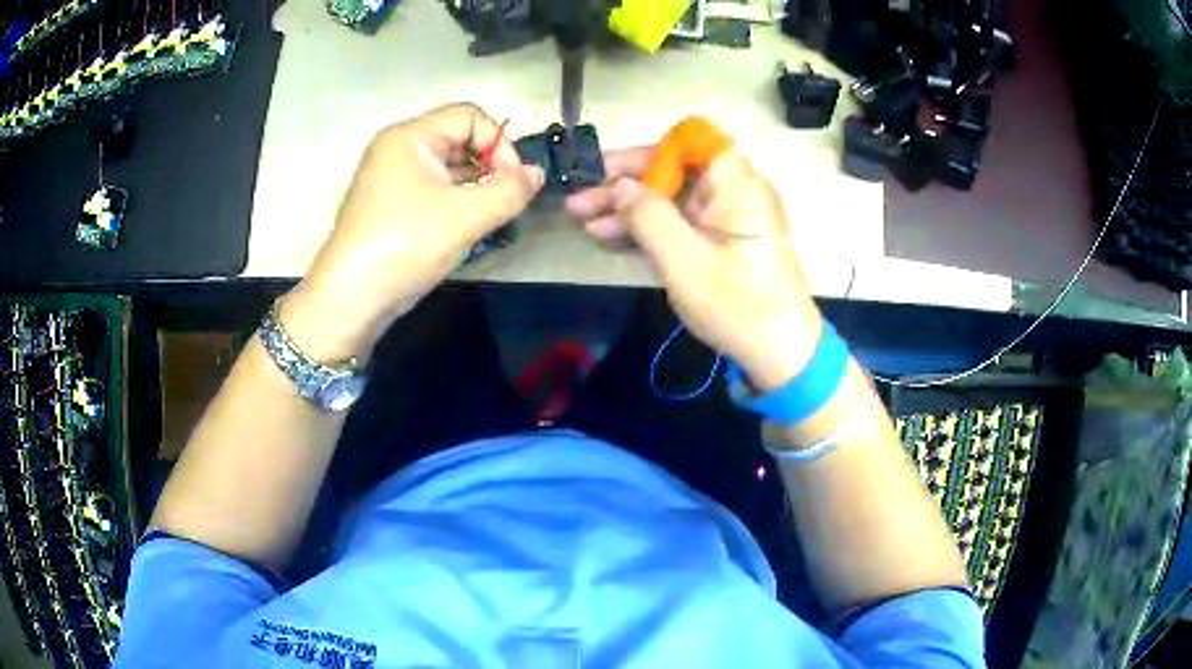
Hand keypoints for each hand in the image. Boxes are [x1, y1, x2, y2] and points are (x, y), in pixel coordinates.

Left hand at [283, 104, 543, 360]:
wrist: (350, 300)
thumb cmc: (404, 246)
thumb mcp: (464, 216)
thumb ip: (509, 191)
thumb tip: (537, 174)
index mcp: (410, 137)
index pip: (469, 116)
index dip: (499, 143)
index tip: (514, 182)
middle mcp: (399, 150)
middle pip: (460, 140)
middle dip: (490, 167)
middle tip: (506, 203)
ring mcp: (393, 179)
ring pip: (449, 168)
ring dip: (477, 189)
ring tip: (492, 219)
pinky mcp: (392, 206)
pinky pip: (435, 191)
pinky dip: (457, 204)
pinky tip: (470, 229)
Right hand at [565, 148, 823, 391]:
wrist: (783, 354)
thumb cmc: (737, 304)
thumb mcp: (683, 260)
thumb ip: (647, 216)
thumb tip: (619, 186)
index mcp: (734, 181)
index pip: (688, 140)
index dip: (647, 153)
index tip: (609, 174)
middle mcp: (734, 189)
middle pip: (674, 169)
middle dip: (625, 185)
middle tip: (579, 203)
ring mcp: (730, 217)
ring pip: (674, 198)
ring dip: (631, 209)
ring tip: (584, 222)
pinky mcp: (726, 241)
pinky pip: (684, 222)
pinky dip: (652, 228)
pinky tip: (613, 238)